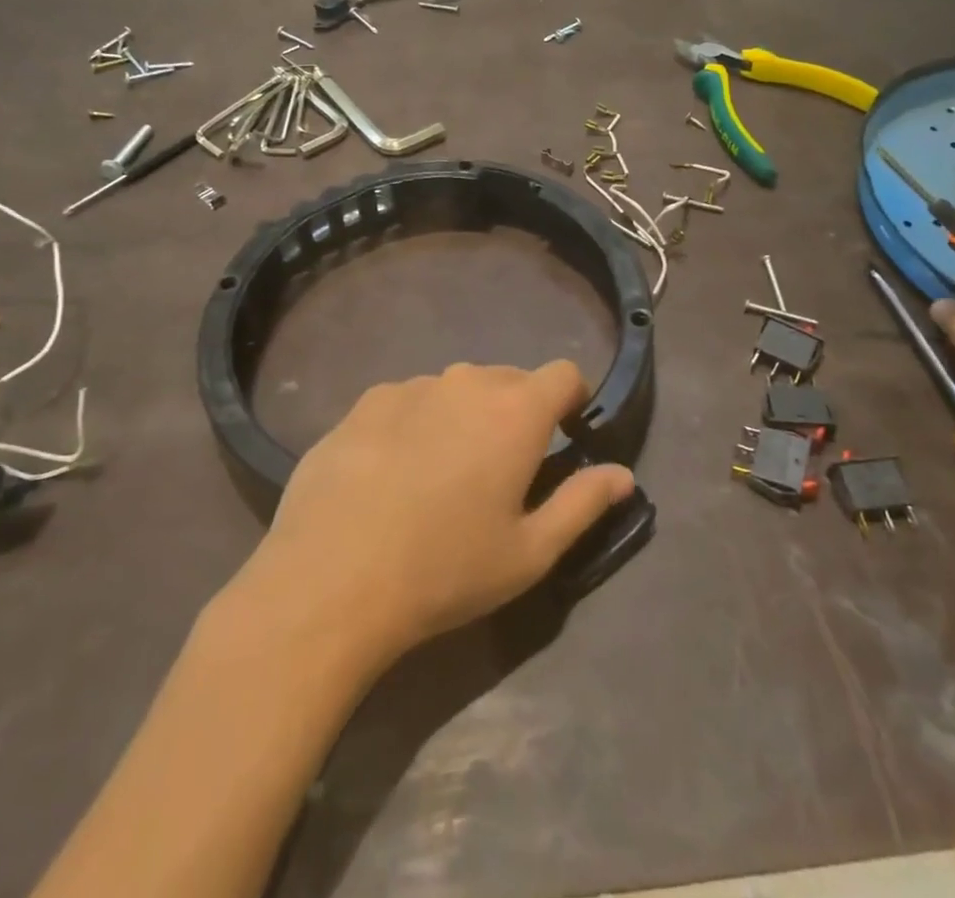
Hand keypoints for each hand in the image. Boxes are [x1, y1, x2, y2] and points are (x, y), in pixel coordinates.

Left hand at [246, 361, 634, 660]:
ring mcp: (409, 387)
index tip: (565, 435)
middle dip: (517, 412)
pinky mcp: (364, 403)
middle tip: (501, 471)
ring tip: (441, 476)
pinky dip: (416, 423)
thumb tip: (623, 474)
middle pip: (508, 379)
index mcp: (515, 411)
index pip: (564, 374)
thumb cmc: (445, 570)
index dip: (572, 399)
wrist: (330, 580)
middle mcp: (465, 382)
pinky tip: (391, 474)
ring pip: (455, 389)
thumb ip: (583, 503)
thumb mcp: (529, 552)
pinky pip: (408, 401)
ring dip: (463, 417)